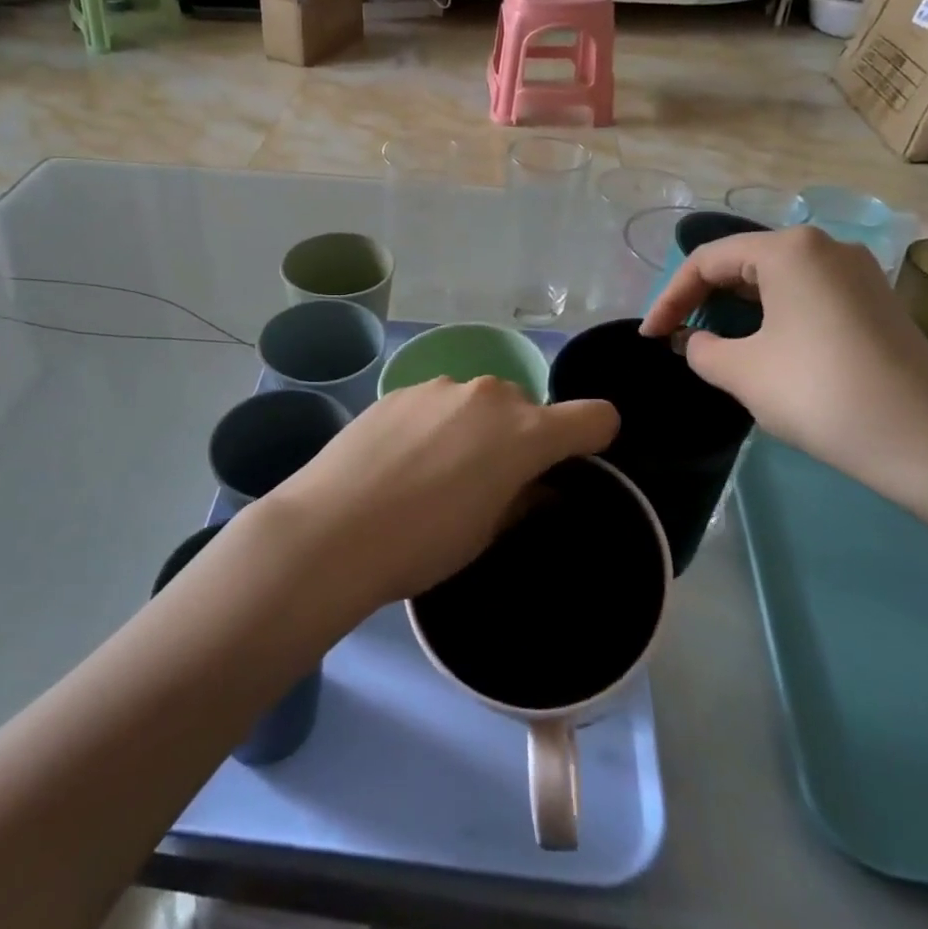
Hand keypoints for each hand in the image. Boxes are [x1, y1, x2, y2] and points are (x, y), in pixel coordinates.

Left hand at [264, 378, 618, 604]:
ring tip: (434, 472)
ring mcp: (440, 385)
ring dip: (475, 428)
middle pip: (528, 409)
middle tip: (488, 483)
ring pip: (479, 402)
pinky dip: (436, 423)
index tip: (571, 467)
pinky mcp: (399, 389)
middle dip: (521, 439)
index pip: (594, 416)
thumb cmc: (423, 543)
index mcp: (525, 432)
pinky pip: (438, 402)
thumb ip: (524, 499)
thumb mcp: (487, 533)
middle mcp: (489, 395)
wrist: (333, 528)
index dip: (594, 440)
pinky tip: (401, 459)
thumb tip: (538, 486)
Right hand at [641, 226, 927, 506]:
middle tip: (676, 335)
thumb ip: (700, 348)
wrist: (927, 442)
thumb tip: (695, 340)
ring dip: (736, 307)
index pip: (707, 261)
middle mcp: (826, 246)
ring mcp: (858, 273)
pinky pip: (807, 294)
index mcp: (789, 249)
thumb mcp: (740, 371)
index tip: (650, 336)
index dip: (670, 297)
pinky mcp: (877, 302)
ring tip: (712, 341)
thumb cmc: (818, 392)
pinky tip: (763, 345)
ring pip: (776, 278)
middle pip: (743, 262)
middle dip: (702, 298)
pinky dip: (773, 314)